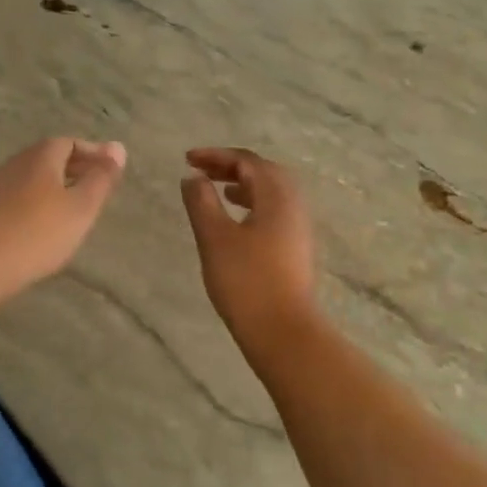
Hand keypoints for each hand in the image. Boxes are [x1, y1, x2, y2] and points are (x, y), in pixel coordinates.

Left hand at [0, 137, 126, 300]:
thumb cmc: (40, 233)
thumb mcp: (81, 207)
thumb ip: (101, 178)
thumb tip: (118, 147)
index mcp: (40, 156)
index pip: (69, 142)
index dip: (92, 153)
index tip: (110, 170)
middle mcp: (15, 163)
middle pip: (49, 157)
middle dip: (74, 168)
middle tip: (96, 187)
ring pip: (33, 177)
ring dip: (55, 185)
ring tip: (74, 206)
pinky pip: (19, 195)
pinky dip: (38, 200)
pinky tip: (45, 222)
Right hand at [180, 147, 318, 342]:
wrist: (282, 330)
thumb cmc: (246, 280)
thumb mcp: (214, 237)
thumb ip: (201, 202)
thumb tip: (193, 177)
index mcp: (276, 194)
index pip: (246, 161)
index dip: (216, 155)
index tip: (187, 159)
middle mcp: (293, 203)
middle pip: (263, 171)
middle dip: (231, 166)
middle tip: (202, 170)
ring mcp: (298, 226)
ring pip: (271, 192)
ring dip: (244, 184)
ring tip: (219, 190)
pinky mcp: (296, 247)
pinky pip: (274, 210)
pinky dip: (253, 203)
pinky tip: (237, 220)